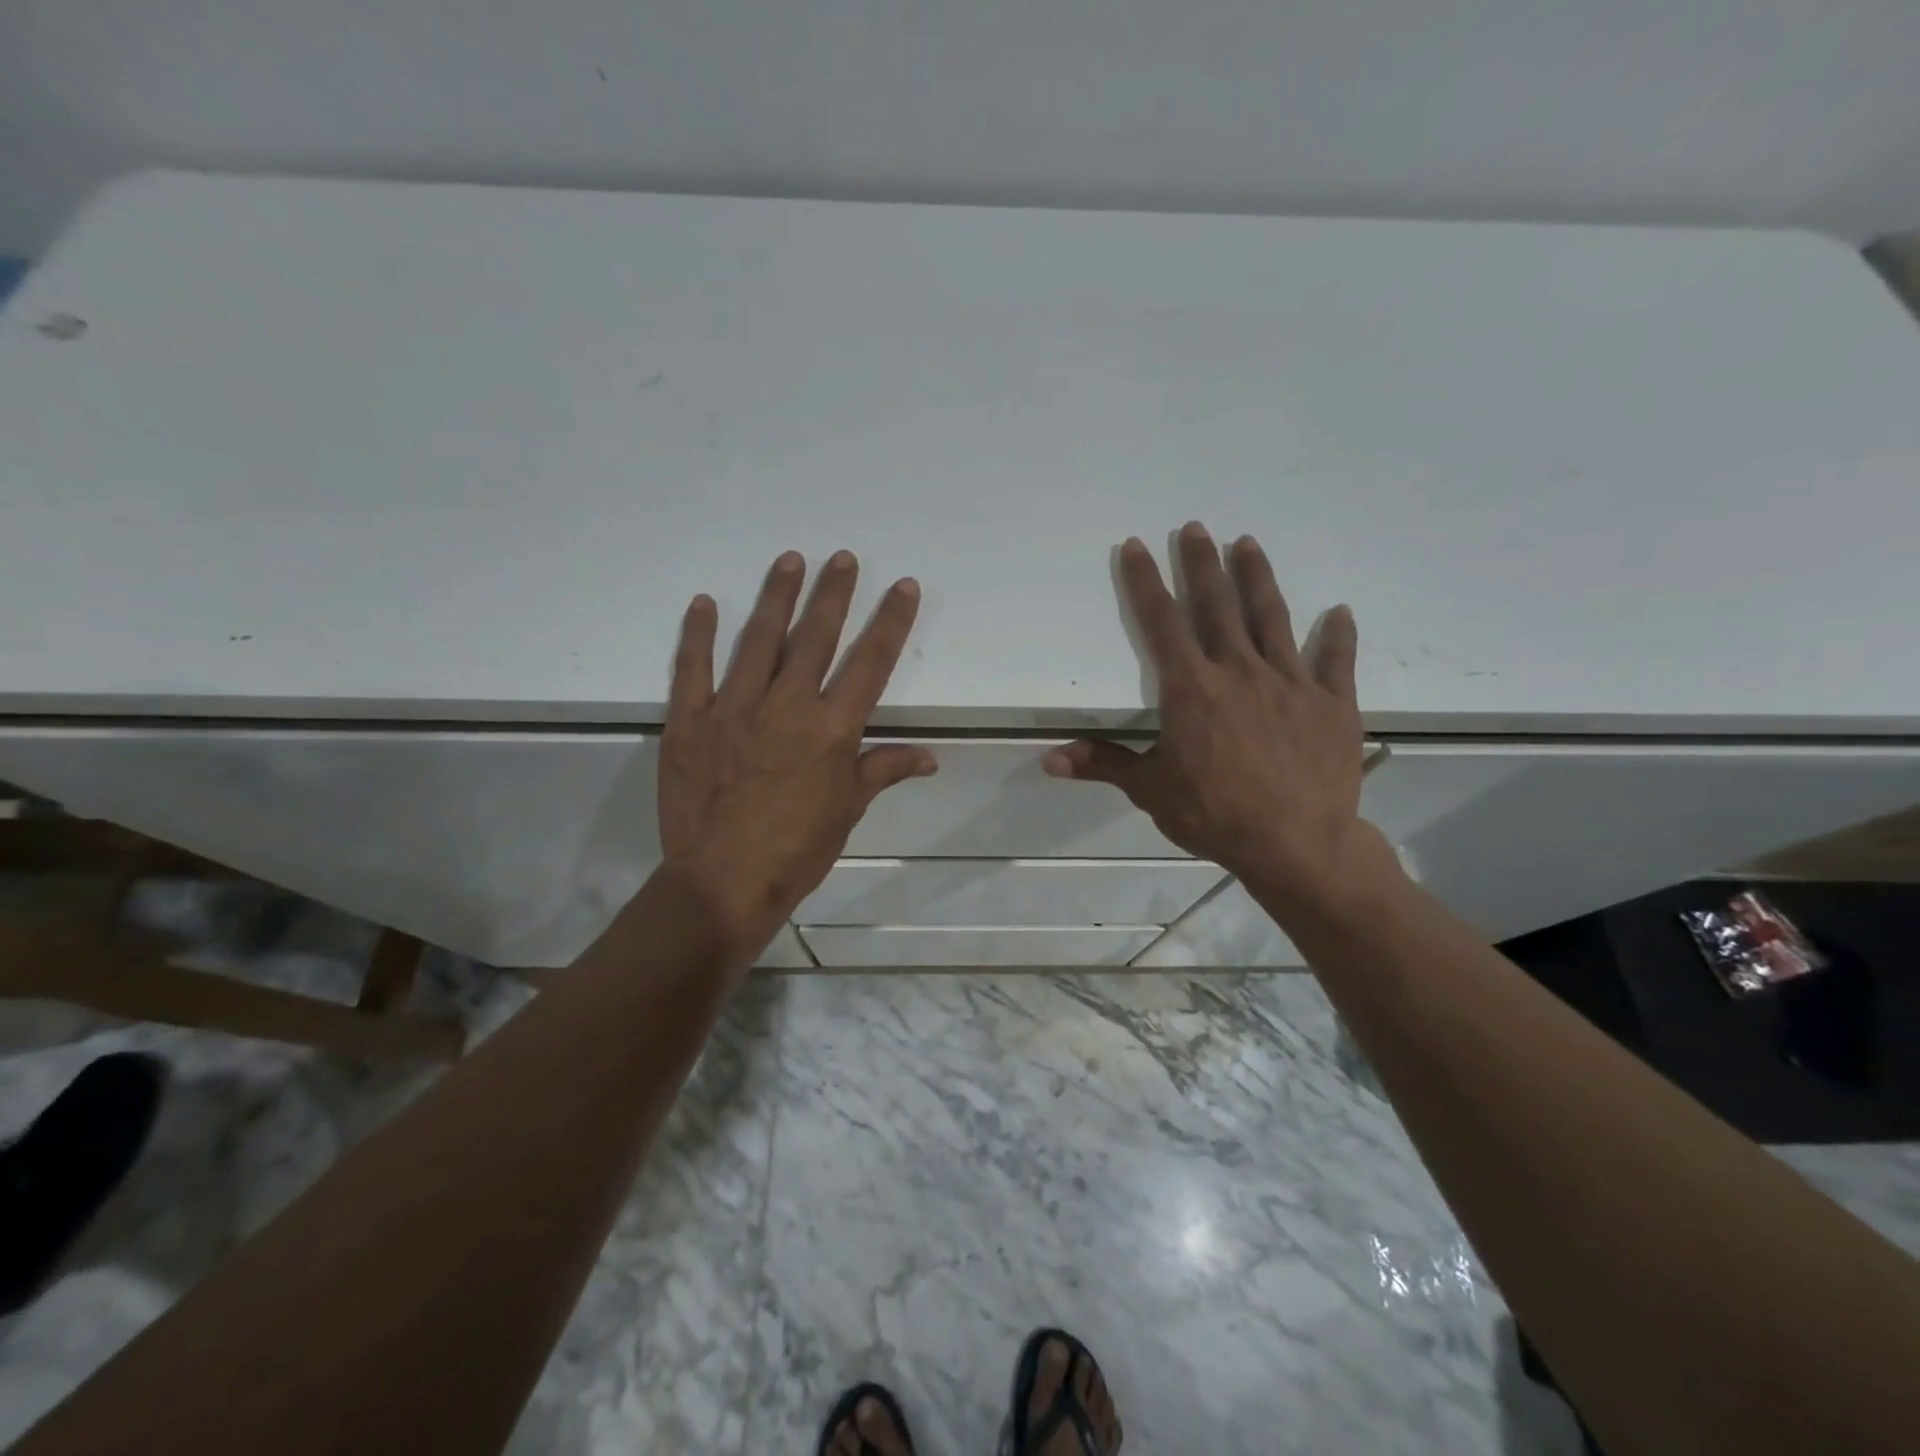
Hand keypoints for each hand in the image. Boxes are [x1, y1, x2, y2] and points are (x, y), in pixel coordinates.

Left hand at [659, 550, 936, 958]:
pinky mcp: (690, 721)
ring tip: (789, 560)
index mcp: (831, 729)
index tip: (902, 587)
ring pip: (759, 640)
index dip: (890, 621)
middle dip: (833, 593)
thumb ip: (883, 771)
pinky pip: (692, 669)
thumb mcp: (848, 811)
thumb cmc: (797, 850)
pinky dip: (697, 634)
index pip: (870, 663)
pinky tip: (704, 603)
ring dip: (776, 597)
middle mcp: (787, 706)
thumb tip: (930, 757)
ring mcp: (734, 708)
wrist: (724, 882)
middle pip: (815, 637)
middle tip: (842, 557)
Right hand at [1043, 523, 1391, 916]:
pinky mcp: (1331, 702)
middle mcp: (1239, 671)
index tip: (1136, 546)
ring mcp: (1290, 682)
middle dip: (1201, 563)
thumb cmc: (1215, 816)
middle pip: (1217, 604)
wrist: (1297, 845)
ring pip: (1271, 617)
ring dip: (1258, 577)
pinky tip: (1340, 612)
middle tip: (1194, 527)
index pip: (1162, 623)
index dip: (1146, 582)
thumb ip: (1104, 765)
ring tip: (1248, 543)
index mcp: (1191, 688)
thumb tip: (1048, 759)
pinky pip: (1335, 661)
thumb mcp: (1151, 791)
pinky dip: (1337, 635)